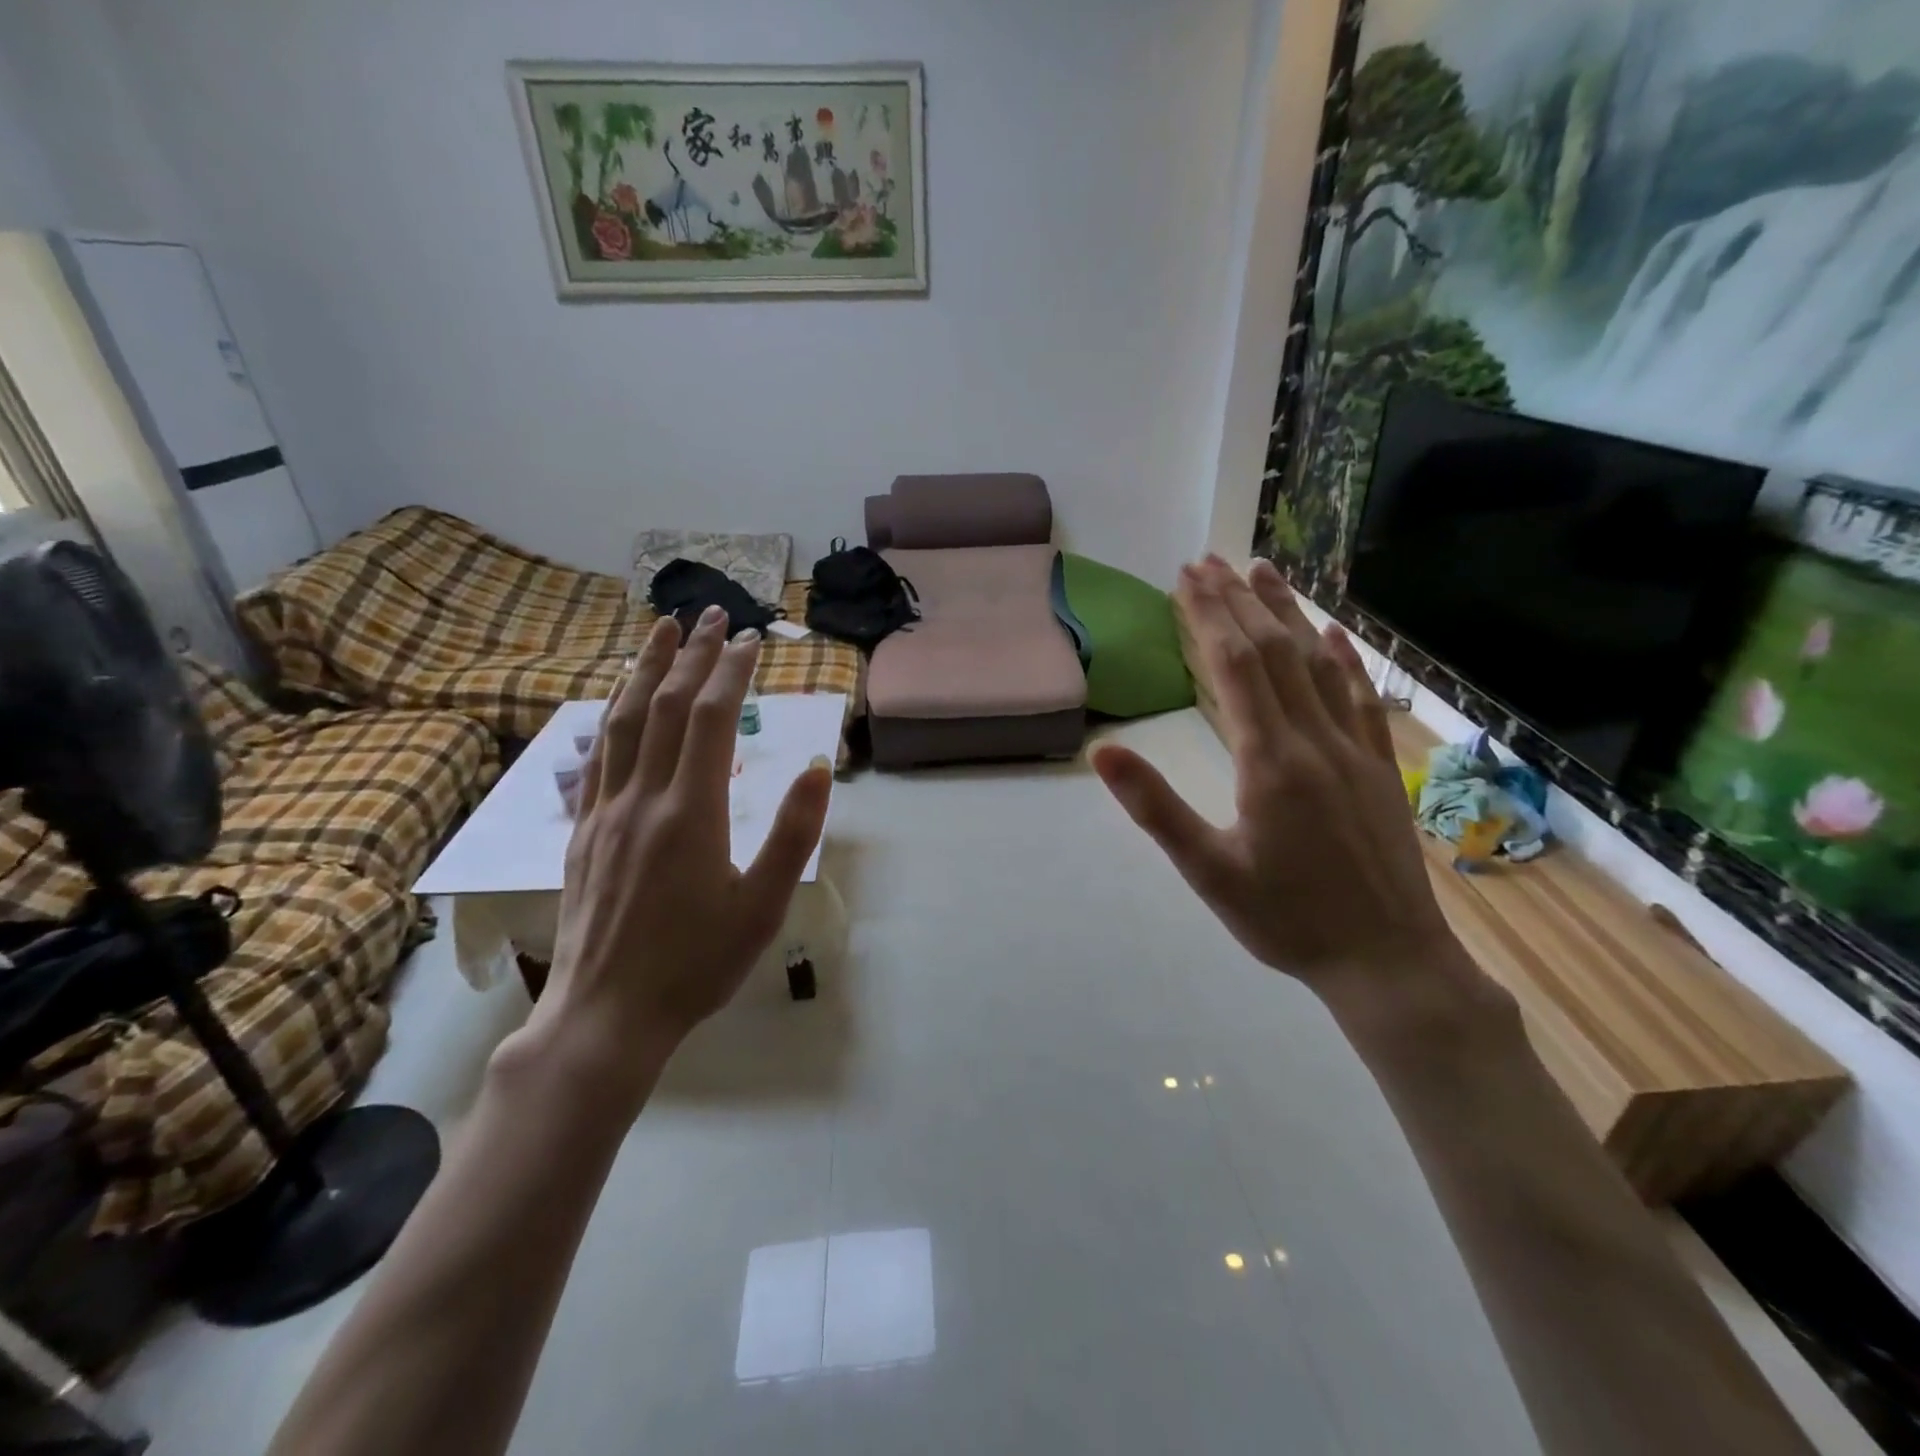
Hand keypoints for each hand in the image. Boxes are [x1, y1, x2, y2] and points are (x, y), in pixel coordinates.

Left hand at [518, 606, 833, 1101]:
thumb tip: (814, 767)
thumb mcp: (763, 906)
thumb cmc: (696, 963)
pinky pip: (596, 757)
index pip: (711, 719)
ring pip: (622, 722)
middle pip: (664, 706)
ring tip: (657, 632)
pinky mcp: (582, 831)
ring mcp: (605, 812)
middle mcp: (643, 798)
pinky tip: (614, 701)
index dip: (731, 672)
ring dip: (643, 670)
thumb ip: (794, 834)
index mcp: (692, 812)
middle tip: (711, 614)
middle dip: (691, 654)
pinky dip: (608, 715)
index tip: (750, 640)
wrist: (606, 1015)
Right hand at [1092, 559, 1489, 1013]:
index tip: (1186, 578)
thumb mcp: (1207, 871)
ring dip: (1288, 614)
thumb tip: (1103, 752)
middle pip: (1273, 653)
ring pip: (1317, 664)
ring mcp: (1353, 749)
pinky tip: (1332, 633)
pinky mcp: (1377, 765)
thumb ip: (1156, 807)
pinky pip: (1359, 698)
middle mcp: (1314, 740)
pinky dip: (1343, 658)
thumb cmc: (1285, 919)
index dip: (1208, 617)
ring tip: (1263, 571)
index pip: (1234, 668)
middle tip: (1209, 561)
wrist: (1387, 960)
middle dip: (1238, 602)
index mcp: (1269, 762)